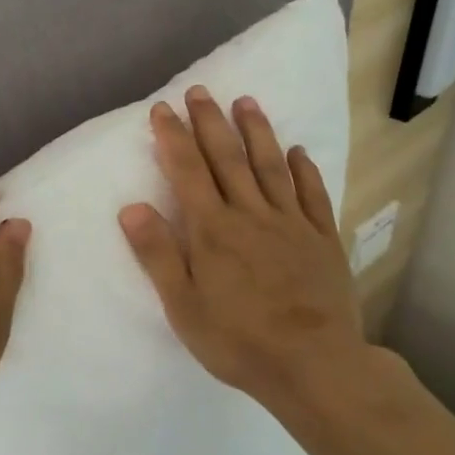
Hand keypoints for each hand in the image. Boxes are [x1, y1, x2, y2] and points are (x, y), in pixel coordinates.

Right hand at [119, 87, 373, 423]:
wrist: (314, 364)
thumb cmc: (238, 340)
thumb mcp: (183, 306)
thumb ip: (158, 254)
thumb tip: (131, 207)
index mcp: (213, 230)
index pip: (188, 172)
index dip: (173, 138)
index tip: (162, 109)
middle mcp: (251, 215)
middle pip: (228, 159)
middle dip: (210, 123)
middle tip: (200, 91)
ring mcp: (292, 224)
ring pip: (271, 167)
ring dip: (257, 132)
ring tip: (246, 101)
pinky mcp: (322, 239)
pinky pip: (312, 195)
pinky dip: (303, 170)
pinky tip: (297, 152)